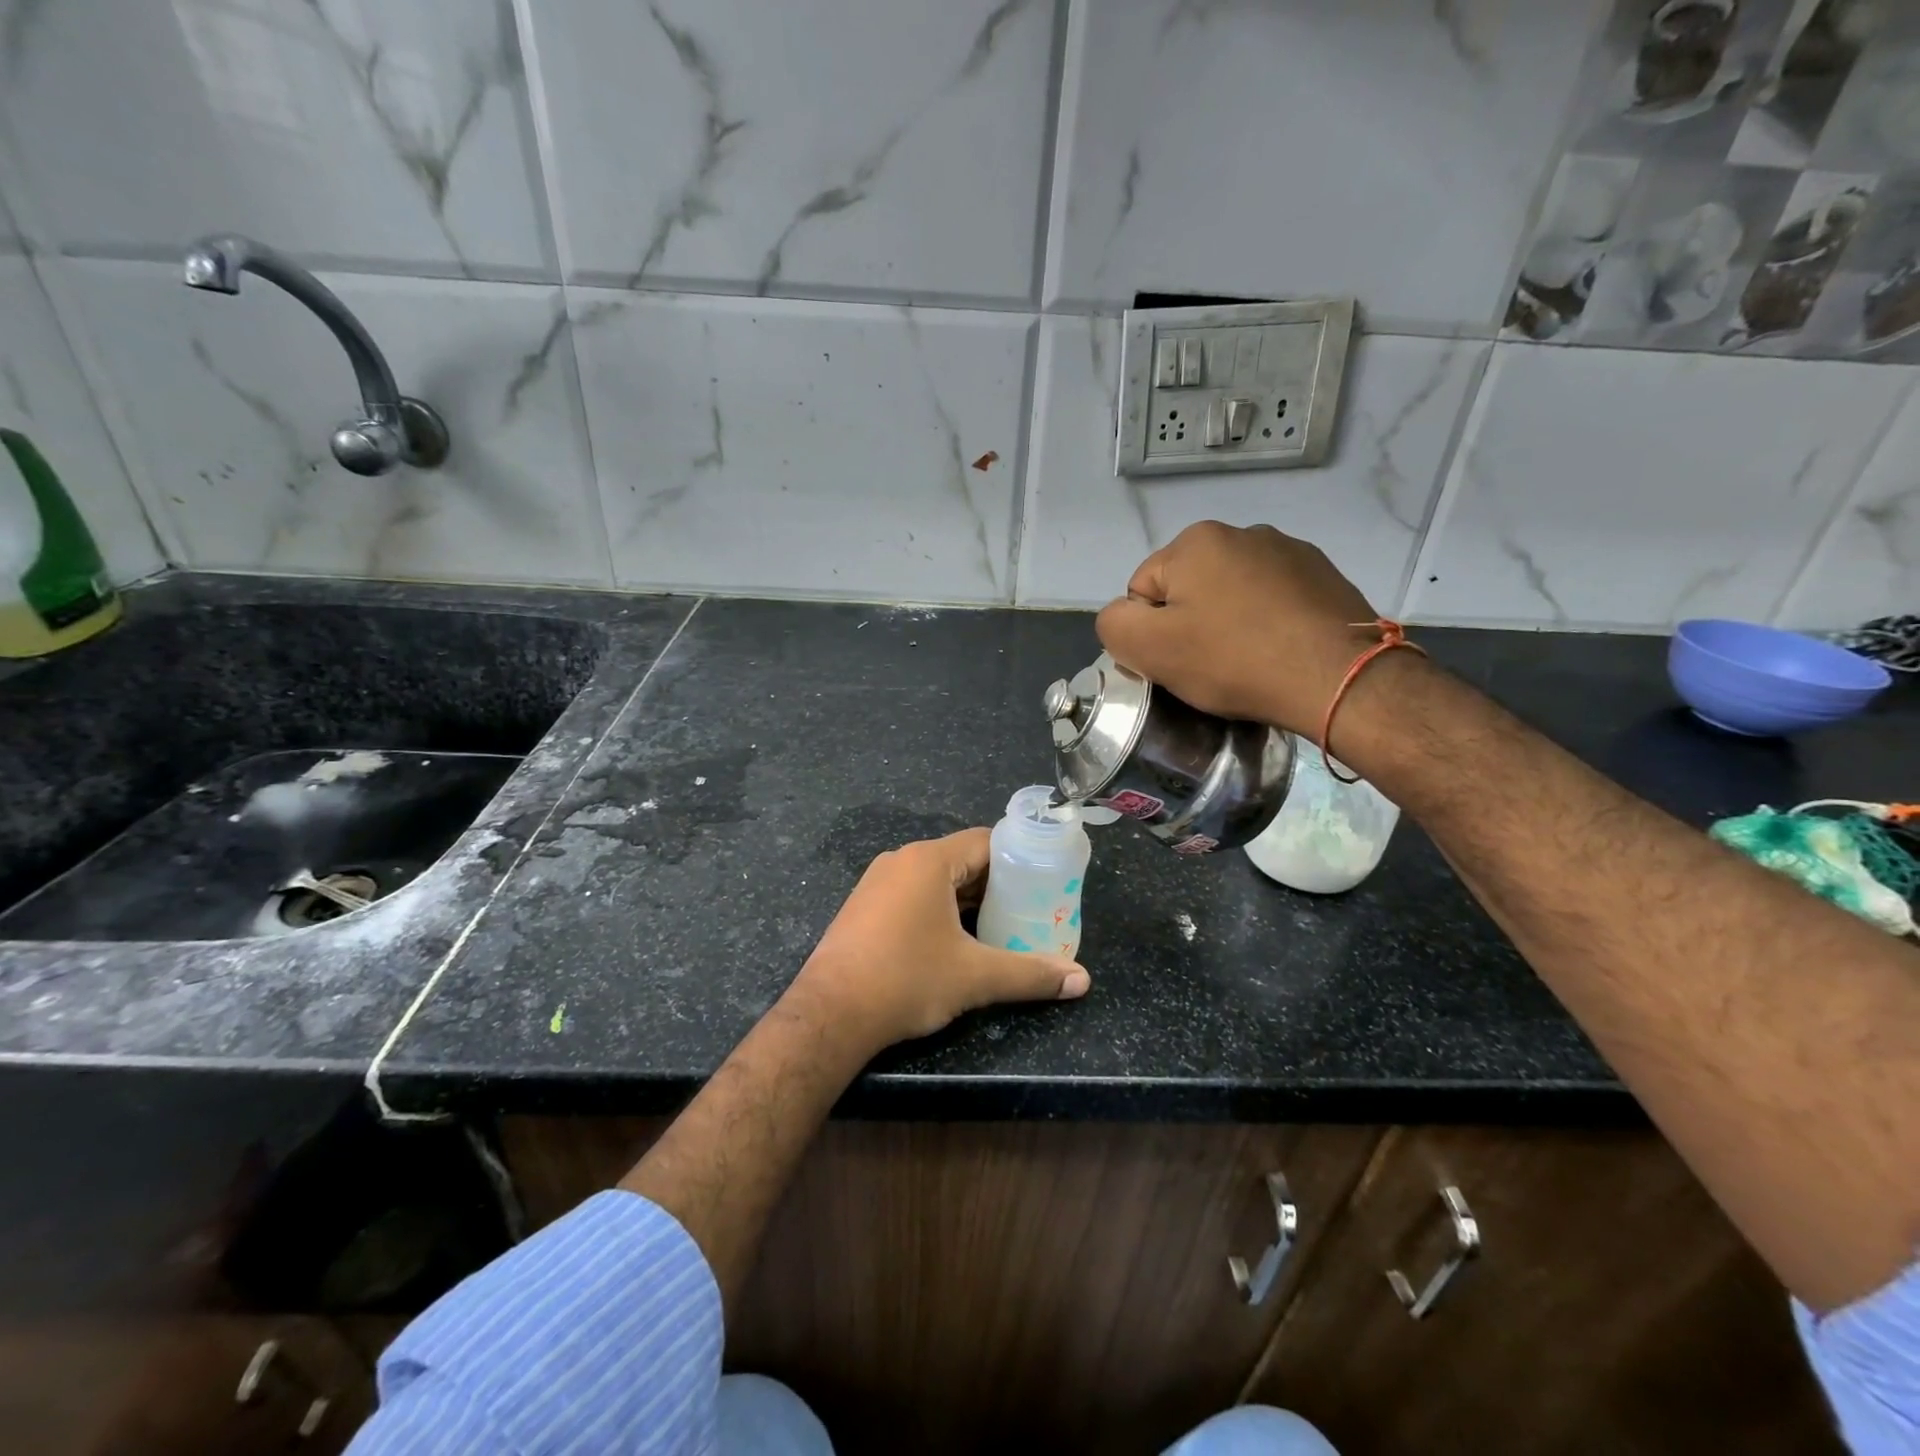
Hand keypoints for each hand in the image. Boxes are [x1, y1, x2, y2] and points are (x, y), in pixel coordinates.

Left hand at [790, 828, 1089, 1050]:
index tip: (1043, 883)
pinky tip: (954, 940)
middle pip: (961, 860)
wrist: (829, 1014)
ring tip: (999, 927)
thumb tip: (1082, 981)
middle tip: (1028, 910)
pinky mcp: (863, 907)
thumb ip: (1030, 974)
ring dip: (967, 900)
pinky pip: (912, 895)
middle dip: (996, 884)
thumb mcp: (975, 978)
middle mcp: (900, 861)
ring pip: (936, 880)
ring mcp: (876, 883)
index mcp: (928, 861)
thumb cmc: (906, 981)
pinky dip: (938, 909)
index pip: (985, 842)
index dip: (1019, 859)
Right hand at [1095, 521, 1383, 738]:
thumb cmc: (1234, 660)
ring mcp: (1289, 551)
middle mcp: (1243, 532)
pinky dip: (1267, 623)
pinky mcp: (1324, 575)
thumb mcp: (1150, 649)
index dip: (1150, 633)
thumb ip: (1114, 625)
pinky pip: (1273, 600)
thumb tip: (1123, 617)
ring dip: (1229, 622)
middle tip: (1209, 665)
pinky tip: (1279, 651)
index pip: (1143, 590)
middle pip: (1188, 588)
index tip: (1177, 661)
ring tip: (1248, 661)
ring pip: (1232, 593)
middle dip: (1190, 624)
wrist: (1337, 678)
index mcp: (1195, 541)